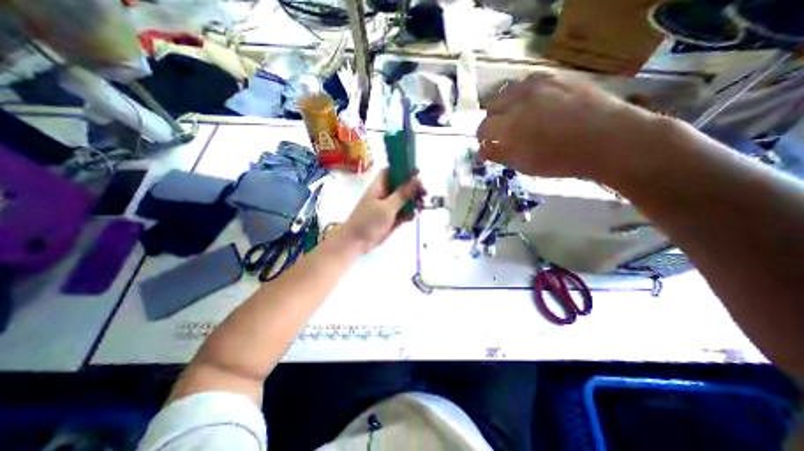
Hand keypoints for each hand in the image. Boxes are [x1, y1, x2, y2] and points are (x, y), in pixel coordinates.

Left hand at [340, 169, 426, 253]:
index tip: (418, 173)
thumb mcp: (387, 207)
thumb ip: (403, 194)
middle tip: (424, 193)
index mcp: (379, 186)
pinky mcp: (391, 218)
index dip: (404, 169)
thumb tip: (416, 179)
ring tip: (421, 207)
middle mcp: (384, 194)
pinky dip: (409, 213)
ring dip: (413, 202)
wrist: (356, 243)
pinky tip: (412, 217)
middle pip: (401, 186)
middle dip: (413, 188)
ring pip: (404, 200)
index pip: (392, 171)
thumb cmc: (369, 221)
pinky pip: (403, 212)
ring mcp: (388, 207)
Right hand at [476, 72, 665, 178]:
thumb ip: (499, 155)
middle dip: (492, 119)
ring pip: (509, 90)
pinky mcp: (556, 77)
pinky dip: (524, 94)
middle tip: (502, 131)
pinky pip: (529, 82)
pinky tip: (534, 104)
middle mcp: (519, 100)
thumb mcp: (524, 164)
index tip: (487, 145)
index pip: (483, 128)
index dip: (482, 138)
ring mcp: (538, 85)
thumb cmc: (561, 160)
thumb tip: (481, 152)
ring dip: (506, 104)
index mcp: (509, 126)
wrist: (608, 140)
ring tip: (517, 116)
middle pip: (492, 105)